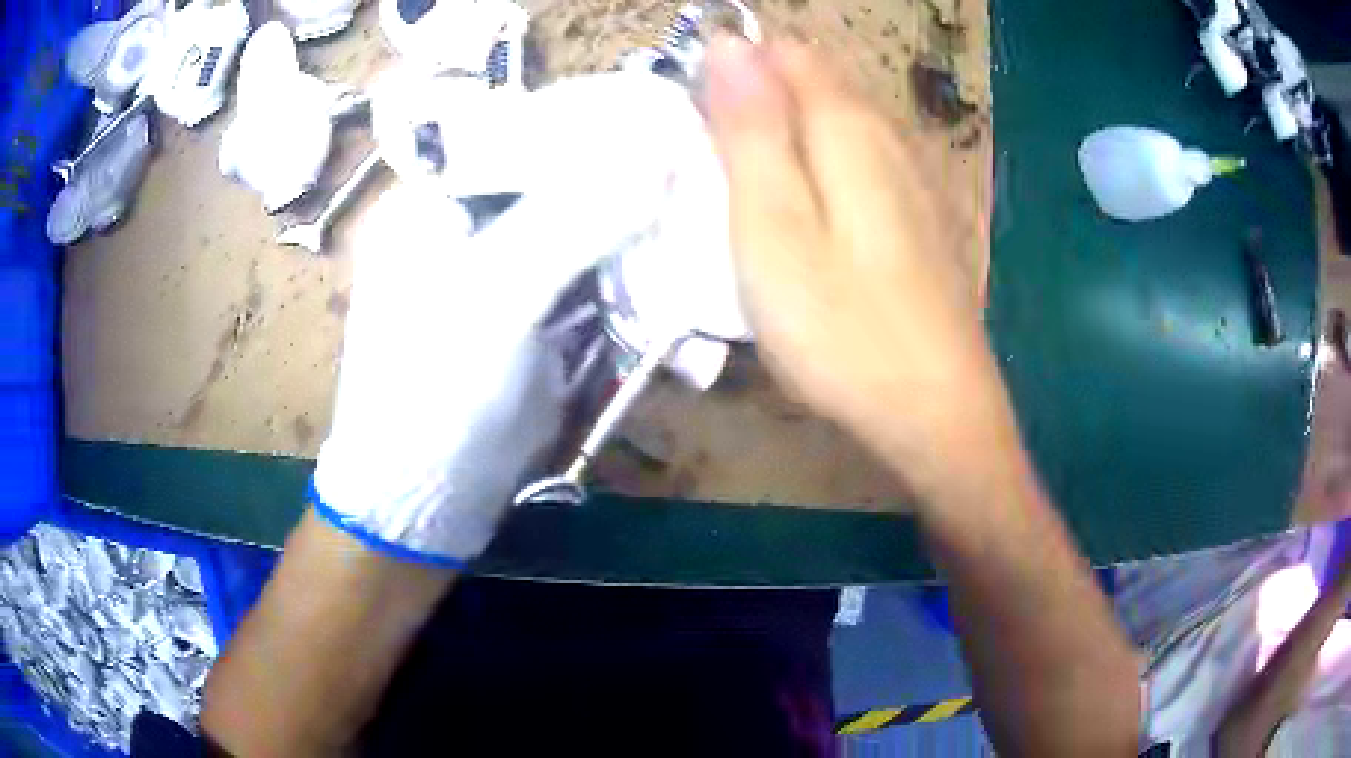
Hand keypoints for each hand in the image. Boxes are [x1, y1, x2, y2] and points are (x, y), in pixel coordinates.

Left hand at [314, 72, 712, 565]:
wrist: (424, 503)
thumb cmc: (433, 392)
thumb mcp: (495, 295)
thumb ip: (573, 219)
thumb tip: (659, 154)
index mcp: (434, 201)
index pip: (524, 136)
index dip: (593, 133)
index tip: (665, 134)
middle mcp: (466, 227)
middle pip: (561, 186)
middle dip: (628, 198)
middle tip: (696, 195)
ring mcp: (503, 275)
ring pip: (585, 237)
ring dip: (641, 252)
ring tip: (699, 256)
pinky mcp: (533, 320)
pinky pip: (594, 287)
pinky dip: (635, 296)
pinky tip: (678, 309)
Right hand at [704, 37, 1016, 498]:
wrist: (936, 413)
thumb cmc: (842, 330)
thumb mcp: (772, 228)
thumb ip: (750, 128)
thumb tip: (727, 42)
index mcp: (847, 126)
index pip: (782, 50)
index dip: (732, 70)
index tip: (701, 129)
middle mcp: (890, 135)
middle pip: (812, 82)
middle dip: (757, 107)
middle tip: (721, 179)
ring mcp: (915, 176)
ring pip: (836, 124)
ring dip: (786, 141)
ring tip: (755, 205)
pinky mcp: (922, 216)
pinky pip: (860, 164)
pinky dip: (822, 173)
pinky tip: (810, 225)